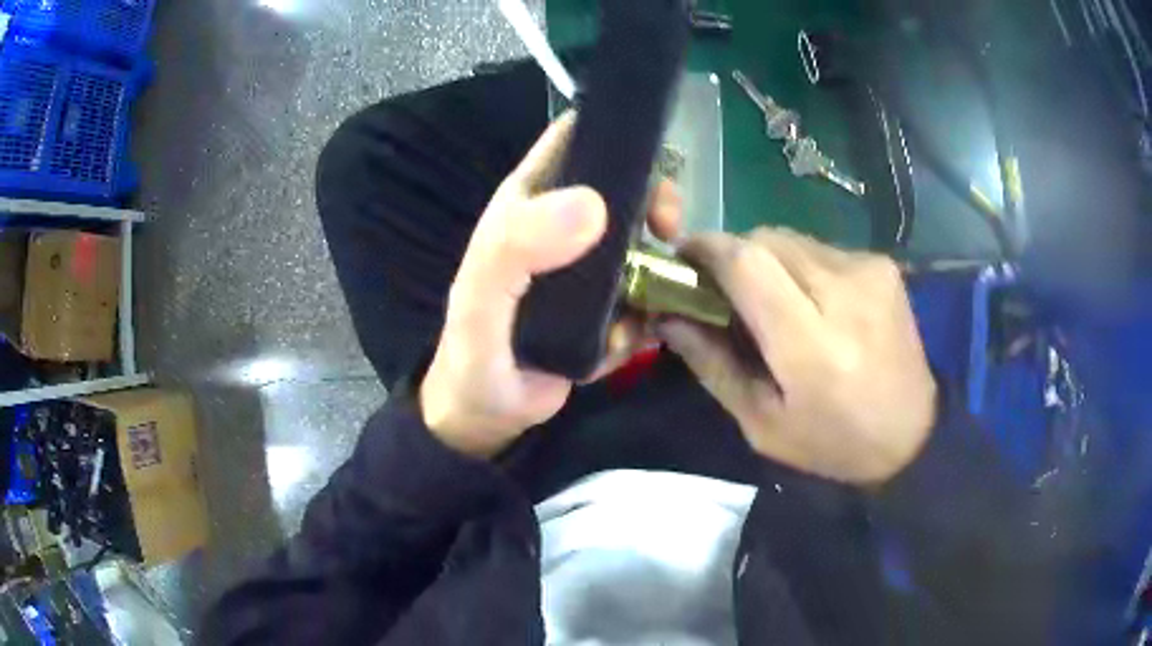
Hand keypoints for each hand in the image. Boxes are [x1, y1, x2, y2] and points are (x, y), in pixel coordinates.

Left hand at [420, 113, 681, 457]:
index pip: (574, 140)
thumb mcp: (480, 301)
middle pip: (625, 185)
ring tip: (657, 297)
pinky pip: (649, 289)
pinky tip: (634, 336)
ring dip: (662, 262)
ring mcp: (590, 266)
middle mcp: (562, 225)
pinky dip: (655, 307)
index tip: (653, 158)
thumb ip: (516, 250)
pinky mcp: (610, 303)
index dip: (614, 134)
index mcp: (528, 204)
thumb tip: (594, 205)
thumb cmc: (474, 354)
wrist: (490, 416)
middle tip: (669, 232)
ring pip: (645, 238)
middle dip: (655, 198)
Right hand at [658, 228, 935, 483]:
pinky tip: (811, 302)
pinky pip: (820, 248)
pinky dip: (800, 266)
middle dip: (733, 256)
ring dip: (767, 261)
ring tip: (772, 303)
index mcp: (812, 345)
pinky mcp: (882, 264)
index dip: (706, 250)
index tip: (682, 259)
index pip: (747, 263)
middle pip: (765, 239)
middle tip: (724, 291)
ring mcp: (869, 271)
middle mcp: (844, 292)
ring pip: (791, 239)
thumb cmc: (833, 441)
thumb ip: (713, 365)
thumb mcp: (762, 424)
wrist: (914, 433)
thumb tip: (668, 317)